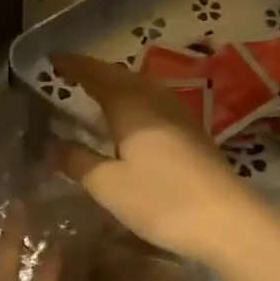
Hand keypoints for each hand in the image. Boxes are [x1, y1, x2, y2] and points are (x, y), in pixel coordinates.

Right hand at [51, 53, 261, 263]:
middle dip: (93, 73)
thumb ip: (77, 161)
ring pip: (139, 87)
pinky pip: (152, 103)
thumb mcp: (108, 185)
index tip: (52, 59)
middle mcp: (154, 99)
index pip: (95, 73)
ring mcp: (177, 114)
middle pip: (119, 75)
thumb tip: (52, 145)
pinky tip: (127, 121)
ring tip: (93, 96)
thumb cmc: (161, 199)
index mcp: (130, 104)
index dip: (73, 64)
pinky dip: (132, 102)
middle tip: (68, 77)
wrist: (227, 221)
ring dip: (115, 86)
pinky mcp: (191, 132)